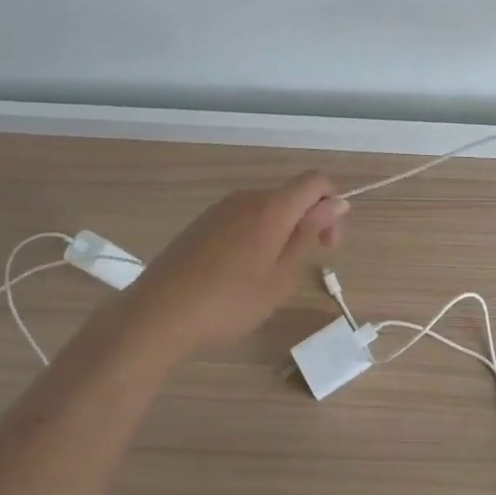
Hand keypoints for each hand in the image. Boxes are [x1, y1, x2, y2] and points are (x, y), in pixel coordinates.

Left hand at [131, 172, 347, 351]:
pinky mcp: (202, 223)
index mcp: (272, 207)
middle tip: (301, 268)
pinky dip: (256, 236)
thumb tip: (337, 202)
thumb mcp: (281, 277)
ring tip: (268, 277)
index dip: (332, 206)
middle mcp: (247, 197)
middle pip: (292, 195)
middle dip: (308, 223)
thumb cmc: (229, 302)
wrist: (159, 313)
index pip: (316, 181)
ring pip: (267, 208)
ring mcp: (221, 208)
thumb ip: (309, 234)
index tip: (326, 244)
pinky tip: (240, 273)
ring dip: (282, 232)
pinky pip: (243, 218)